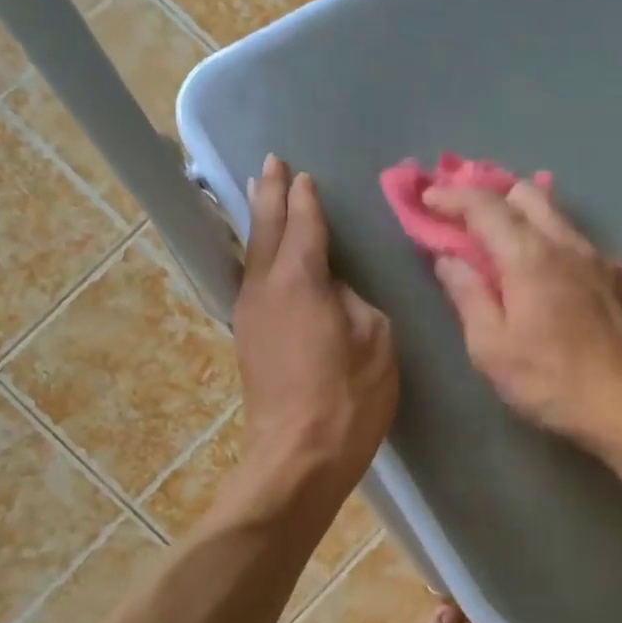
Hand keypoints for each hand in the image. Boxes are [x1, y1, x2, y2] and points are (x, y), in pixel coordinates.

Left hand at [234, 156, 397, 485]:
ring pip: (252, 255)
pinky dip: (260, 256)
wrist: (297, 458)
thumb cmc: (347, 398)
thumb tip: (334, 290)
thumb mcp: (374, 340)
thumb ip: (355, 301)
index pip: (303, 224)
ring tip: (263, 197)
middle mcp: (265, 288)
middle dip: (269, 194)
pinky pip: (253, 281)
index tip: (304, 174)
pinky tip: (267, 257)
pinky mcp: (247, 341)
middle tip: (272, 164)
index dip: (305, 198)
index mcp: (299, 280)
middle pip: (265, 230)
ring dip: (260, 223)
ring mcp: (249, 315)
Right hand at [427, 181, 621, 443]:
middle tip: (464, 215)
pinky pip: (577, 240)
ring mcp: (597, 258)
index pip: (484, 206)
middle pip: (525, 194)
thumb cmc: (547, 380)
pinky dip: (550, 239)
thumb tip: (448, 259)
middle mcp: (565, 244)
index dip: (451, 197)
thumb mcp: (490, 347)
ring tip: (500, 236)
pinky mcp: (616, 277)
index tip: (427, 198)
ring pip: (555, 214)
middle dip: (490, 195)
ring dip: (522, 213)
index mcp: (528, 256)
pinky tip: (545, 267)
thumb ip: (467, 295)